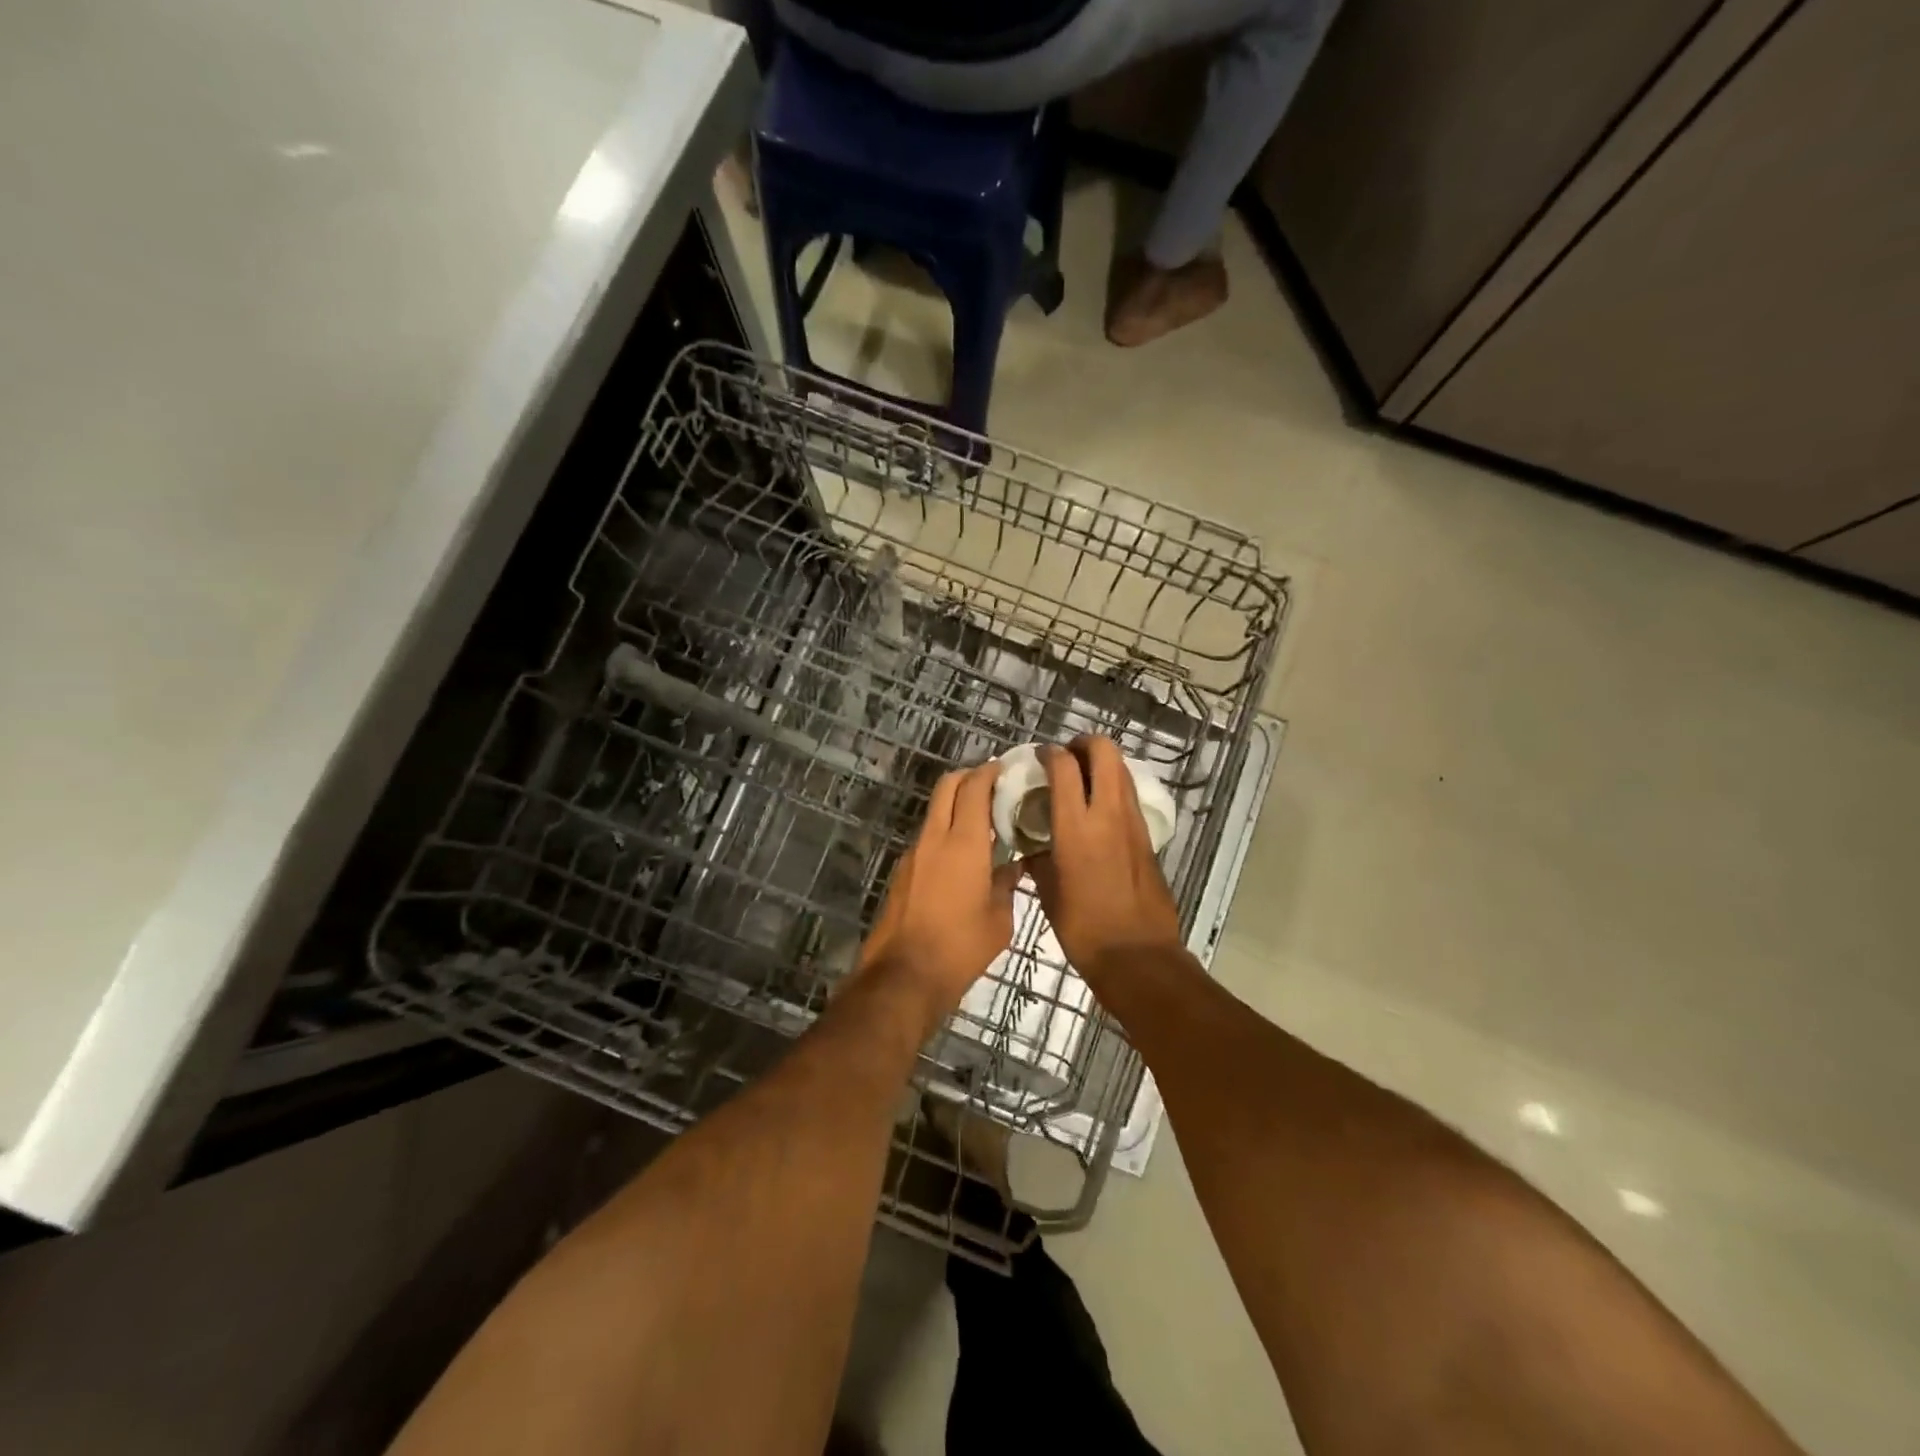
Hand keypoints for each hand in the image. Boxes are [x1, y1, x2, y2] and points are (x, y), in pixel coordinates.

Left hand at [858, 763, 1021, 1023]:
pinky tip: (962, 855)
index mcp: (963, 842)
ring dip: (955, 805)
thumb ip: (1007, 885)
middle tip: (992, 785)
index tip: (1004, 768)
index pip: (974, 788)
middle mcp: (934, 838)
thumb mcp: (999, 919)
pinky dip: (945, 831)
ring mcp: (913, 853)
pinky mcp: (903, 871)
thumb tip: (1013, 868)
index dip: (989, 772)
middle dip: (968, 777)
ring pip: (935, 812)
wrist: (904, 974)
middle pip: (947, 787)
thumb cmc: (961, 946)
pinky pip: (927, 837)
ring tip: (981, 821)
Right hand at [1026, 737, 1184, 979]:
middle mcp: (1108, 814)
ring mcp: (1133, 823)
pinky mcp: (1148, 836)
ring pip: (1122, 769)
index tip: (1039, 756)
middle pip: (1104, 751)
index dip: (1049, 753)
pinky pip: (1130, 795)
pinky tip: (1098, 808)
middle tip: (1067, 757)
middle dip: (1084, 744)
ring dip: (1102, 763)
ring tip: (1082, 779)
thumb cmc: (1083, 928)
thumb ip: (1039, 859)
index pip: (1064, 766)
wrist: (1137, 955)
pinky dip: (1114, 787)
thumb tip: (1033, 847)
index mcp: (1076, 828)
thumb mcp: (1048, 892)